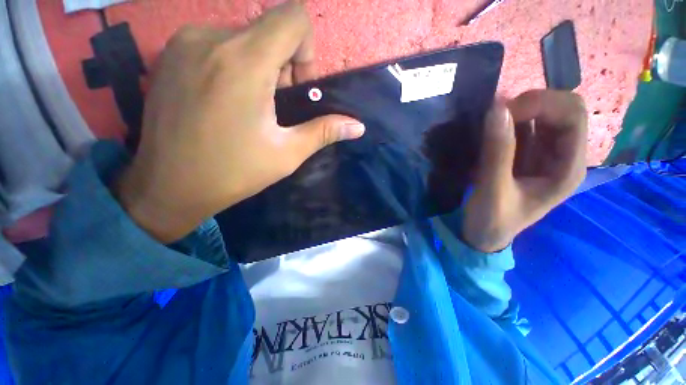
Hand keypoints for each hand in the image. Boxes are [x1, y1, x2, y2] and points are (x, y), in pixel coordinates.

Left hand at [114, 1, 364, 242]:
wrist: (168, 186)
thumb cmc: (233, 172)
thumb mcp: (287, 153)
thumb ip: (324, 131)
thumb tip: (357, 126)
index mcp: (244, 62)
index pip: (293, 17)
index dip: (306, 49)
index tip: (298, 86)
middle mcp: (211, 38)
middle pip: (269, 30)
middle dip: (284, 65)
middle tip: (276, 106)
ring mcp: (185, 42)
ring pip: (244, 36)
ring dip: (260, 66)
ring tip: (251, 106)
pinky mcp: (171, 54)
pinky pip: (218, 43)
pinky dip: (235, 64)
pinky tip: (226, 101)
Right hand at [462, 90, 587, 251]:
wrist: (483, 234)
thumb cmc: (492, 219)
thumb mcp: (493, 189)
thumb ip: (498, 152)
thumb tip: (497, 109)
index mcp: (567, 168)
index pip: (573, 116)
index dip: (542, 105)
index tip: (504, 113)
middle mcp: (563, 156)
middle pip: (562, 110)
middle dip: (531, 105)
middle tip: (495, 115)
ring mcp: (545, 154)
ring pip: (543, 116)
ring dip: (516, 112)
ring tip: (488, 123)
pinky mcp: (526, 156)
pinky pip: (523, 128)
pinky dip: (507, 122)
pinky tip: (489, 130)